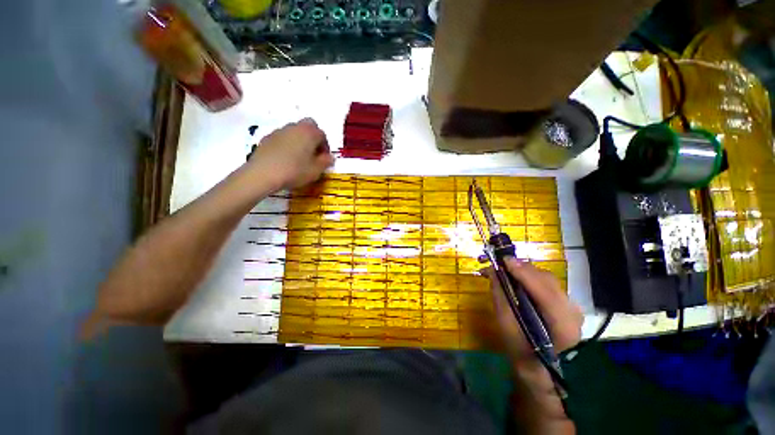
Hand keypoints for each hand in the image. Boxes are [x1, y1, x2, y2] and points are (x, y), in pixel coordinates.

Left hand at [247, 118, 334, 189]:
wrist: (263, 173)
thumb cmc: (295, 171)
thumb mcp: (316, 170)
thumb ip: (325, 162)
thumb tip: (330, 157)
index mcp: (310, 133)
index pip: (322, 135)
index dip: (326, 147)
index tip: (324, 158)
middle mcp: (295, 127)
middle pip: (308, 126)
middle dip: (313, 137)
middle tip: (314, 153)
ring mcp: (280, 131)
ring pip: (295, 131)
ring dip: (300, 140)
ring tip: (300, 157)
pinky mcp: (268, 138)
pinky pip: (283, 138)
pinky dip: (287, 144)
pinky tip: (286, 159)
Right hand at [487, 258, 582, 430]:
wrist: (541, 368)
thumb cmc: (522, 351)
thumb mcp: (506, 327)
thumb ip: (501, 297)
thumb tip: (493, 272)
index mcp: (562, 326)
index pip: (544, 292)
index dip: (523, 273)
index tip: (504, 260)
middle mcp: (573, 313)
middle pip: (547, 280)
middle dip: (522, 269)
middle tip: (500, 264)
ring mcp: (573, 307)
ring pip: (548, 279)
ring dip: (525, 271)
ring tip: (507, 270)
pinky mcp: (567, 304)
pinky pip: (548, 283)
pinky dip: (531, 277)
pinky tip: (519, 278)